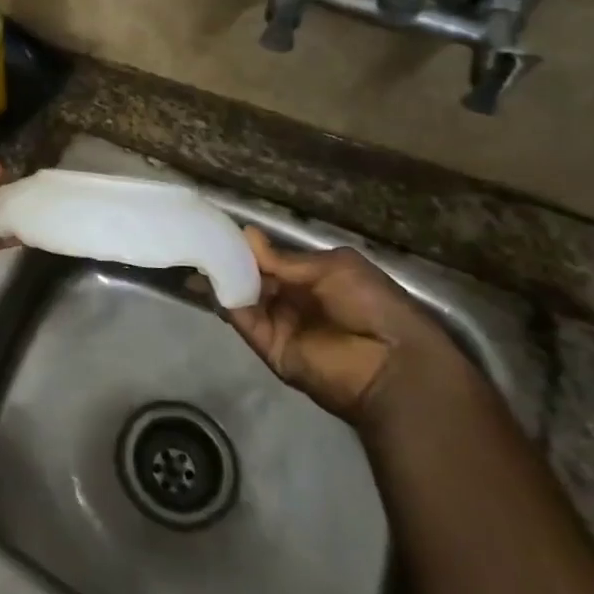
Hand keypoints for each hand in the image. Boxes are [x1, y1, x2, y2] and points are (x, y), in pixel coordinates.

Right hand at [225, 227, 464, 428]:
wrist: (393, 364)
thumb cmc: (374, 305)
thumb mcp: (336, 267)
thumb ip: (288, 258)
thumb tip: (247, 235)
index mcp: (312, 279)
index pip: (271, 260)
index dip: (249, 247)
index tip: (222, 229)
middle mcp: (292, 300)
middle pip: (253, 277)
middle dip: (230, 260)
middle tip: (203, 240)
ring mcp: (278, 324)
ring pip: (243, 296)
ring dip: (224, 277)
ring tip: (201, 255)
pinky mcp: (269, 347)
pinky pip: (243, 320)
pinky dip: (227, 301)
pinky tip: (213, 280)